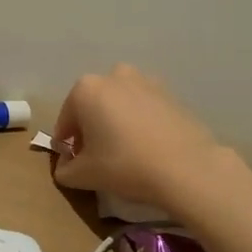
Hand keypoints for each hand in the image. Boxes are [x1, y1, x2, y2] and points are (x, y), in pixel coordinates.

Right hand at [52, 64, 231, 213]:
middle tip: (98, 158)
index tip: (74, 164)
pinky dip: (140, 122)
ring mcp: (145, 81)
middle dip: (91, 129)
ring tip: (125, 151)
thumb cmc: (124, 165)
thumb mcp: (83, 175)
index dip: (67, 145)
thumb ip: (64, 170)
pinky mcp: (171, 93)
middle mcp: (113, 76)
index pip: (66, 121)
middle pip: (93, 106)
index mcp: (85, 89)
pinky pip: (144, 108)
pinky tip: (148, 147)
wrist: (187, 168)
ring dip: (116, 121)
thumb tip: (65, 167)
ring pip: (119, 103)